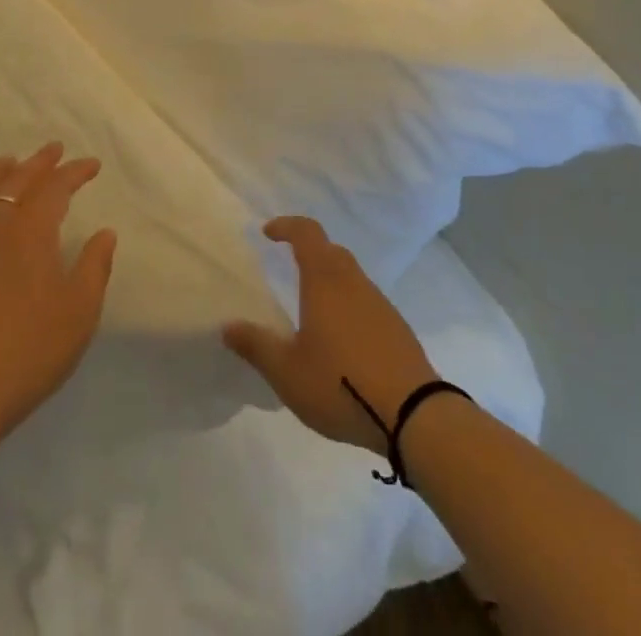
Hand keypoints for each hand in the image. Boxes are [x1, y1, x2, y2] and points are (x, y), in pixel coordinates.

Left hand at [0, 143, 117, 447]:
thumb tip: (105, 233)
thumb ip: (94, 267)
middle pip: (18, 182)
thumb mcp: (79, 312)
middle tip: (54, 149)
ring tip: (6, 159)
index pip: (57, 188)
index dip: (76, 172)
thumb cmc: (30, 352)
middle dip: (40, 163)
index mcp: (32, 232)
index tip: (93, 165)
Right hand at [222, 216, 438, 451]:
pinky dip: (348, 304)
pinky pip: (365, 300)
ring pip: (350, 276)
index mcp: (325, 281)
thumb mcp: (287, 372)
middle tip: (288, 267)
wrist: (413, 413)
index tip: (268, 233)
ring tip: (311, 309)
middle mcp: (353, 282)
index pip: (307, 233)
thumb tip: (227, 326)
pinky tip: (341, 339)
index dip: (287, 226)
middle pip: (330, 251)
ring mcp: (379, 303)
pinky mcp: (396, 327)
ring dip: (329, 279)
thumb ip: (256, 346)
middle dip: (308, 251)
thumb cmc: (341, 385)